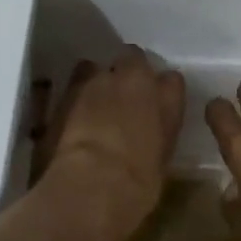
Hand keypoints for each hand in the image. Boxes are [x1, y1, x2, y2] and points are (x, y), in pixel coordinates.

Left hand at [36, 47, 185, 225]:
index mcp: (166, 99)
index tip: (156, 104)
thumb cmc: (138, 183)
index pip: (172, 80)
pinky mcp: (67, 90)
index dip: (162, 90)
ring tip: (92, 103)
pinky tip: (71, 114)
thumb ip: (156, 135)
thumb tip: (147, 134)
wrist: (94, 183)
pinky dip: (74, 94)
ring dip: (96, 79)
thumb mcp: (159, 161)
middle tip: (122, 96)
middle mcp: (134, 79)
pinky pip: (74, 81)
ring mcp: (98, 80)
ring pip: (97, 66)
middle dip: (127, 71)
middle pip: (133, 57)